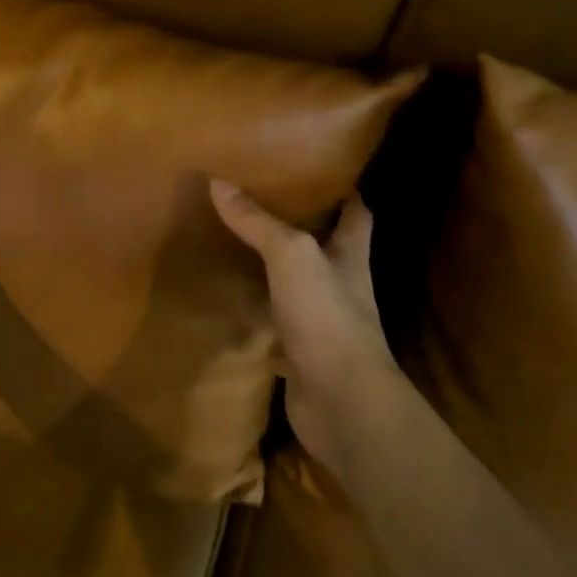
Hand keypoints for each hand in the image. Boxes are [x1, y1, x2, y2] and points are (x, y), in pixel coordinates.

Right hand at [211, 180, 399, 479]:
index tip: (320, 171)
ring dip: (276, 269)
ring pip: (298, 285)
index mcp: (350, 256)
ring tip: (238, 243)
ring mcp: (323, 321)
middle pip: (327, 247)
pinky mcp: (302, 353)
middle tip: (262, 202)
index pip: (357, 213)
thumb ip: (257, 222)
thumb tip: (219, 182)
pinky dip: (258, 312)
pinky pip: (277, 323)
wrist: (342, 405)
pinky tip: (232, 299)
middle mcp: (342, 285)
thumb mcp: (291, 256)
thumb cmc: (327, 317)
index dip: (345, 192)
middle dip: (302, 226)